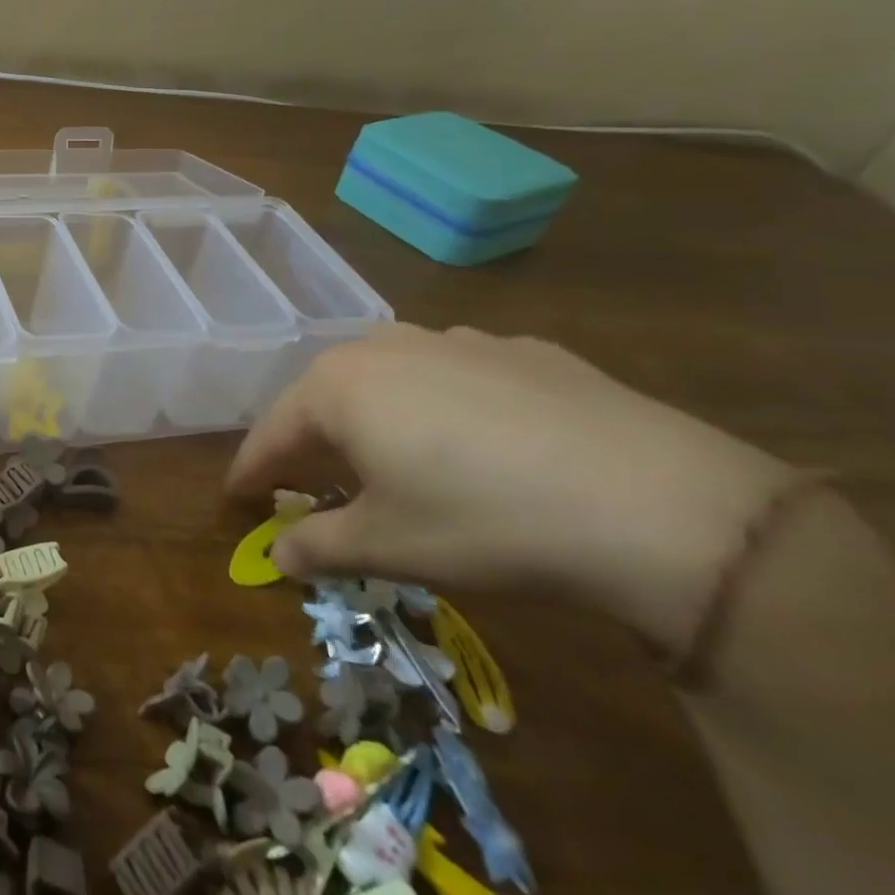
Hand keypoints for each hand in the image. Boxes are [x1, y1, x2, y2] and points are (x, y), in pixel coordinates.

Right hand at [226, 324, 796, 652]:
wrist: (658, 504)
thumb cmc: (484, 522)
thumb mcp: (388, 546)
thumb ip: (317, 545)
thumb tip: (276, 555)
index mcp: (339, 386)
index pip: (273, 431)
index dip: (251, 468)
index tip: (236, 495)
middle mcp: (385, 347)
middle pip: (326, 395)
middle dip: (311, 438)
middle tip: (309, 479)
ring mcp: (457, 339)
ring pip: (391, 377)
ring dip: (377, 415)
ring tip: (392, 457)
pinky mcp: (524, 349)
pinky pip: (457, 374)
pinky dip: (446, 404)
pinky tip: (480, 441)